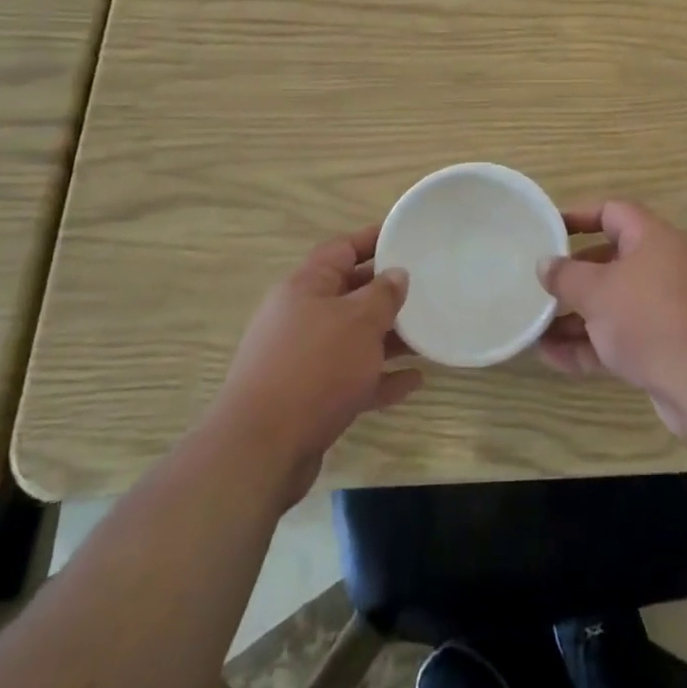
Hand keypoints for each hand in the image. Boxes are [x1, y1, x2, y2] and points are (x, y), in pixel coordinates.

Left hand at [218, 228, 422, 502]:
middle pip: (349, 293)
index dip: (374, 239)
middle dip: (386, 292)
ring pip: (353, 338)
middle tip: (425, 288)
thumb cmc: (314, 368)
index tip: (406, 236)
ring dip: (388, 337)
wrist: (260, 451)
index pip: (342, 249)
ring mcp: (301, 360)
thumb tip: (396, 275)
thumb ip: (383, 294)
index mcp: (305, 287)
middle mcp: (299, 317)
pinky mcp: (307, 398)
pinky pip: (352, 378)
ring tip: (426, 335)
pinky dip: (380, 377)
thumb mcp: (359, 321)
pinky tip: (414, 381)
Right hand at [537, 201, 686, 440]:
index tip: (547, 228)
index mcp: (652, 238)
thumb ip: (566, 275)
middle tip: (540, 283)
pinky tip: (552, 356)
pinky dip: (589, 343)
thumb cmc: (648, 319)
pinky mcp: (663, 344)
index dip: (579, 216)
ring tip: (534, 326)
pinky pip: (619, 336)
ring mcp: (664, 307)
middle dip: (573, 275)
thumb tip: (545, 263)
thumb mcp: (597, 291)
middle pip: (610, 260)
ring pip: (612, 303)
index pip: (612, 212)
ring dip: (575, 315)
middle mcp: (661, 266)